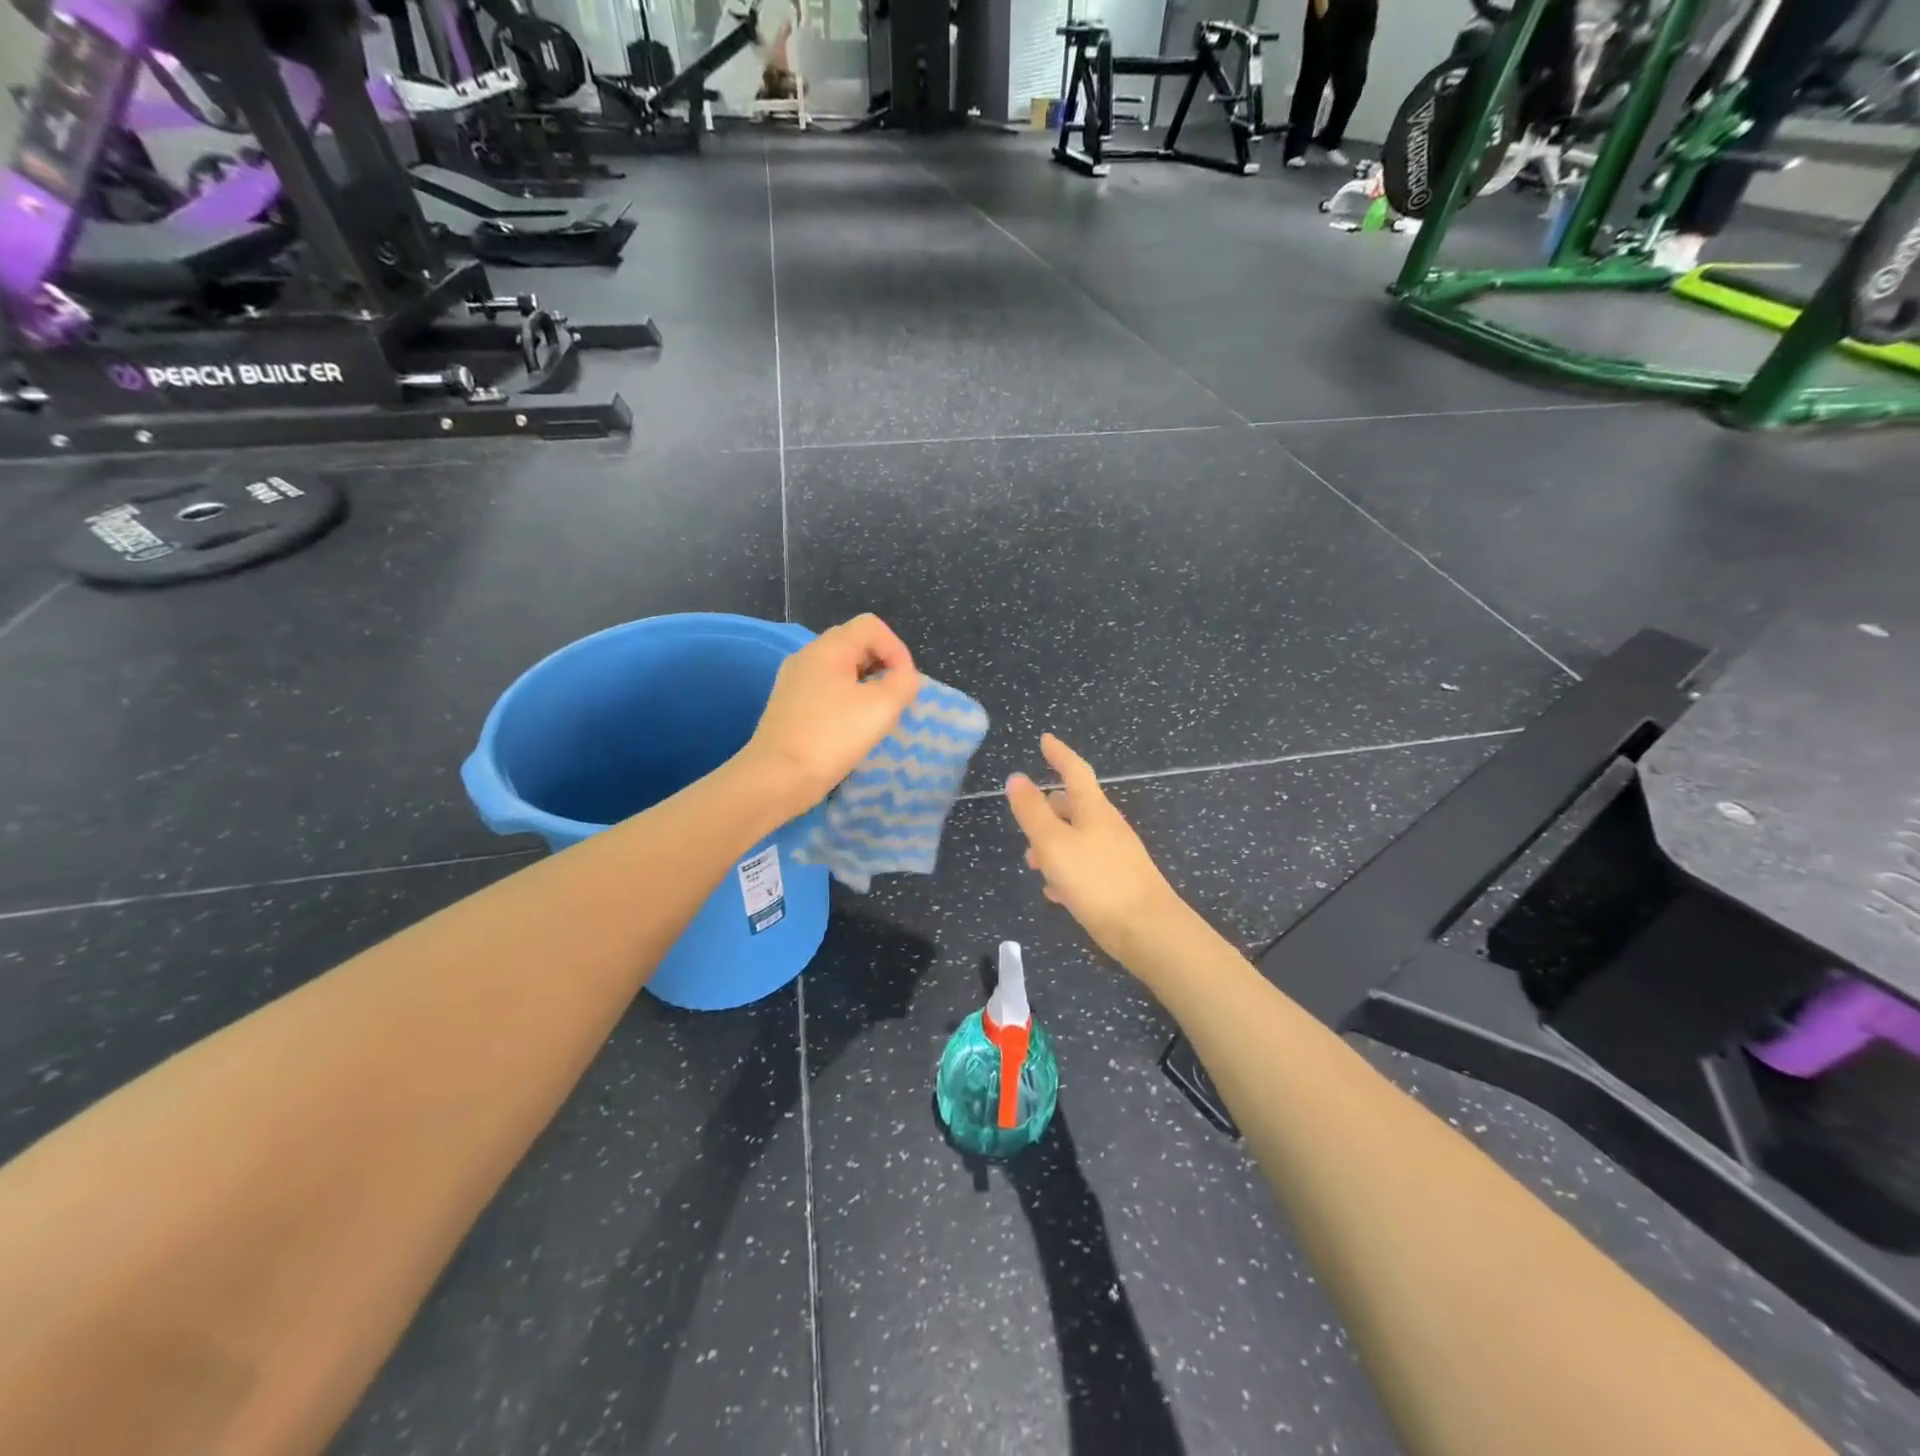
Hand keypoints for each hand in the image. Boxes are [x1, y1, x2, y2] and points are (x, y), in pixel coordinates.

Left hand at [739, 614, 921, 816]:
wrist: (777, 777)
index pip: (871, 626)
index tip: (906, 683)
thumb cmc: (832, 737)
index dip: (897, 649)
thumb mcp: (882, 707)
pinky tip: (851, 729)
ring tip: (876, 717)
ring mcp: (793, 681)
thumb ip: (903, 683)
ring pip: (840, 669)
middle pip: (855, 644)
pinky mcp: (788, 705)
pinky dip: (846, 701)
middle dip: (883, 667)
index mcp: (828, 648)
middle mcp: (807, 656)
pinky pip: (825, 690)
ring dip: (866, 686)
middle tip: (895, 700)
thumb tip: (903, 677)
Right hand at [1005, 735, 1185, 965]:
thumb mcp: (1054, 844)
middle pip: (1075, 806)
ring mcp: (1116, 855)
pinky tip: (1055, 892)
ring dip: (1053, 843)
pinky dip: (1067, 870)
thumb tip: (1016, 777)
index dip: (1059, 754)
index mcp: (1094, 810)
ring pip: (1078, 838)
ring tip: (1032, 862)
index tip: (1045, 739)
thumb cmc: (1097, 880)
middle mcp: (1107, 827)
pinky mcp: (1118, 883)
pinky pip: (1086, 866)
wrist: (1148, 930)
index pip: (1075, 771)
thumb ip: (1032, 811)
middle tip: (1026, 814)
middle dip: (1048, 808)